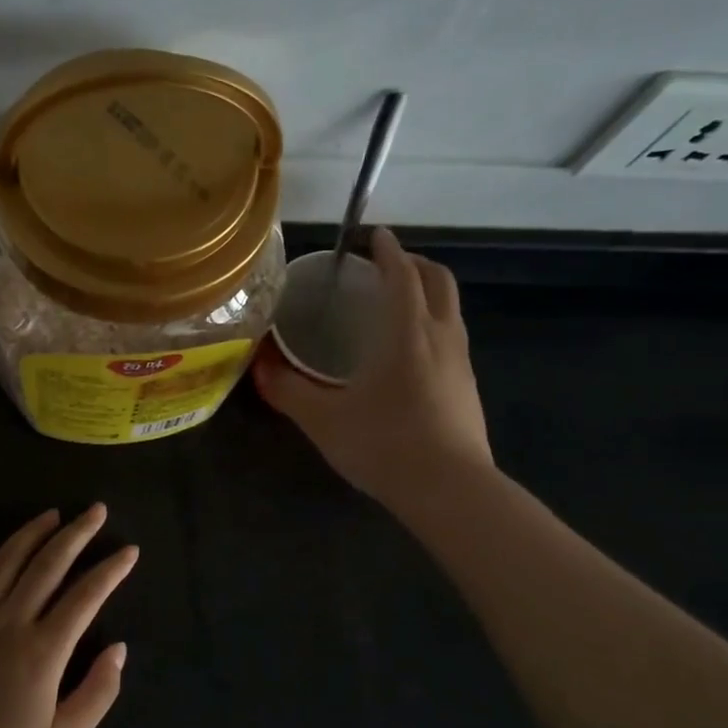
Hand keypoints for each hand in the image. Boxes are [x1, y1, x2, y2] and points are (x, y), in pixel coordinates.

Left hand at [0, 505, 135, 727]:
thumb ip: (98, 693)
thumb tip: (119, 649)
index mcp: (43, 651)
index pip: (85, 596)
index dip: (110, 570)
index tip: (129, 550)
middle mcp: (9, 623)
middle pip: (48, 565)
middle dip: (76, 533)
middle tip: (96, 510)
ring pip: (4, 562)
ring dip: (31, 533)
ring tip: (52, 514)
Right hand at [254, 227, 492, 510]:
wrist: (451, 491)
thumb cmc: (384, 444)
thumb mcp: (323, 419)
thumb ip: (288, 390)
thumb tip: (258, 367)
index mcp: (406, 332)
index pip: (402, 275)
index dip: (388, 251)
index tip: (374, 236)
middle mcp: (441, 337)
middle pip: (439, 282)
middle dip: (415, 264)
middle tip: (386, 265)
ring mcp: (462, 363)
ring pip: (450, 310)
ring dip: (427, 294)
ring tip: (396, 305)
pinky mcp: (469, 389)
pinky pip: (453, 339)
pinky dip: (433, 326)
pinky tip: (410, 355)